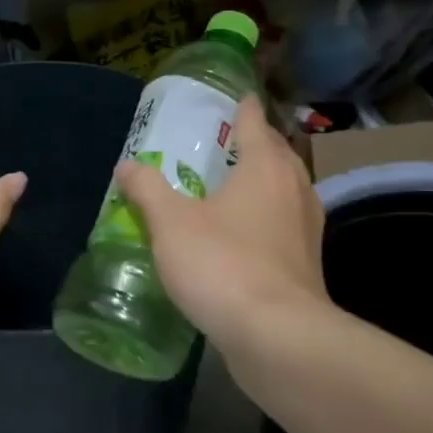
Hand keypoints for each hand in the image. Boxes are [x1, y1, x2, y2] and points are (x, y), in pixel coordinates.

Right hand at [113, 93, 328, 362]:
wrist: (277, 336)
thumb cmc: (222, 264)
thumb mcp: (170, 223)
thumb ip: (147, 190)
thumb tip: (126, 165)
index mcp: (264, 168)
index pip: (254, 124)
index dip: (244, 109)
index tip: (238, 97)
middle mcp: (293, 190)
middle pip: (277, 155)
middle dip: (258, 144)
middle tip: (230, 142)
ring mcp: (306, 229)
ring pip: (286, 191)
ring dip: (266, 182)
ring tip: (237, 185)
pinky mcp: (307, 265)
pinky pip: (286, 226)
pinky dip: (269, 219)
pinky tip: (246, 236)